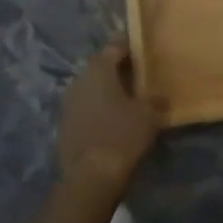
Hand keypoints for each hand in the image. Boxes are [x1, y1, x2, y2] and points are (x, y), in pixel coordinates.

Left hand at [58, 41, 162, 195]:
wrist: (90, 177)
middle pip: (101, 66)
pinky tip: (111, 121)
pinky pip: (84, 107)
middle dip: (118, 70)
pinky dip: (97, 109)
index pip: (115, 45)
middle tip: (139, 77)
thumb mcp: (149, 115)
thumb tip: (159, 96)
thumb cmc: (122, 135)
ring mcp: (68, 102)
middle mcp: (80, 79)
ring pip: (91, 87)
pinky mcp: (64, 124)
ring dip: (106, 91)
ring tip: (126, 101)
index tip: (144, 52)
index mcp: (99, 68)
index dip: (130, 47)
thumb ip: (155, 100)